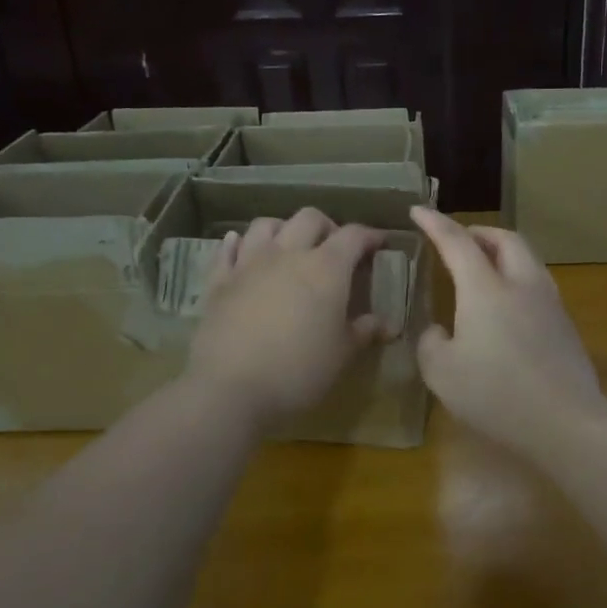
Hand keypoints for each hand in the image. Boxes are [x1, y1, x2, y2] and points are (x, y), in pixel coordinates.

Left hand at [187, 208, 389, 427]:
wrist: (230, 388)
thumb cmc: (298, 371)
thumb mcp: (341, 354)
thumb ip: (364, 332)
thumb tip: (387, 324)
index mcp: (326, 269)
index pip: (353, 236)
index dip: (370, 235)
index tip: (380, 243)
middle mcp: (288, 254)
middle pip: (309, 218)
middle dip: (327, 226)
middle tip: (335, 248)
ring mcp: (249, 263)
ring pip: (267, 225)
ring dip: (284, 228)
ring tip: (291, 247)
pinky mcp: (219, 280)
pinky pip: (228, 248)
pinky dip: (239, 243)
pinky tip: (242, 247)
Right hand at [410, 207, 603, 457]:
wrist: (565, 421)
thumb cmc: (495, 394)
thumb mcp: (441, 373)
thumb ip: (431, 343)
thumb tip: (438, 331)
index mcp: (486, 289)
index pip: (457, 242)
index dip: (435, 224)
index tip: (418, 210)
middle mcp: (521, 285)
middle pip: (506, 239)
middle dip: (480, 232)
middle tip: (459, 240)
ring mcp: (549, 303)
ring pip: (528, 259)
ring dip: (503, 253)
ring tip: (484, 267)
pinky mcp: (565, 325)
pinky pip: (538, 285)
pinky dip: (517, 278)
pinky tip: (507, 306)